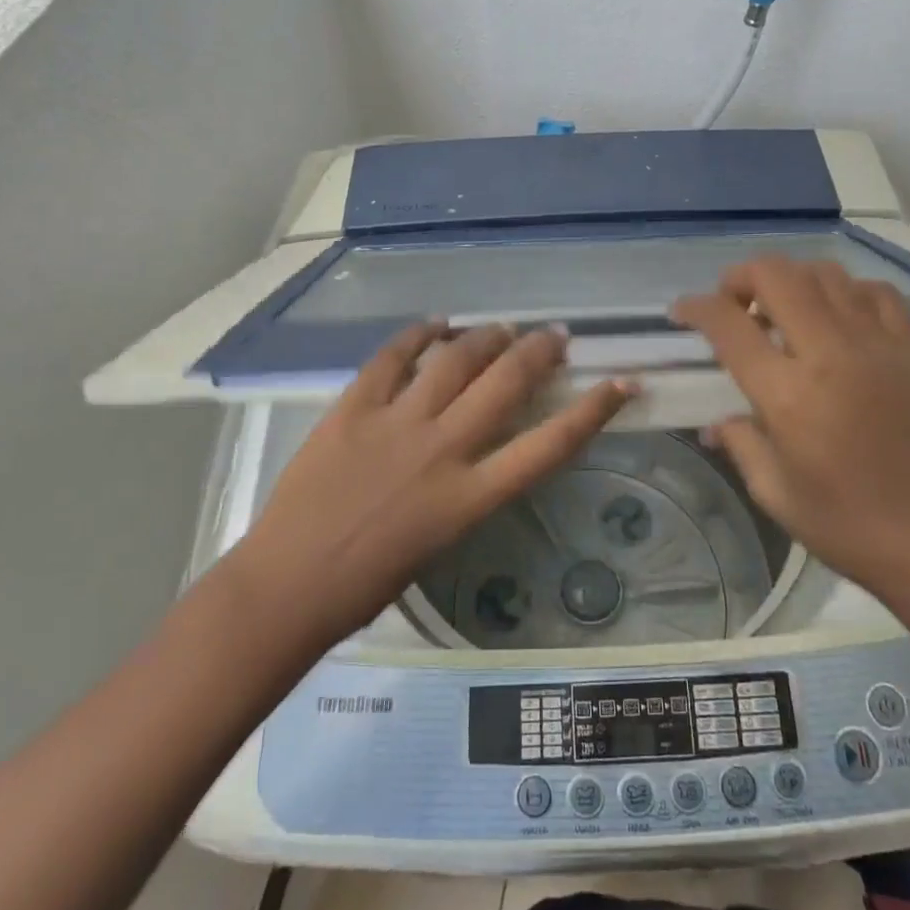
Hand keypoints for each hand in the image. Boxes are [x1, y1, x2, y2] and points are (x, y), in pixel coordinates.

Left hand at [233, 324, 635, 647]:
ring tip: (502, 327)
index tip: (621, 381)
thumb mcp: (442, 538)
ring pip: (455, 360)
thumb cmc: (369, 583)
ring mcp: (396, 424)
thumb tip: (483, 440)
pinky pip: (392, 358)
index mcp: (470, 497)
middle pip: (506, 384)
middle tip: (554, 336)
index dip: (593, 410)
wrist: (288, 586)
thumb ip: (469, 486)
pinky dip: (418, 335)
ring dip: (485, 336)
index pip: (549, 445)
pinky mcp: (353, 408)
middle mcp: (443, 451)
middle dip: (539, 352)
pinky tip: (437, 323)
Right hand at [671, 257, 909, 590]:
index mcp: (787, 394)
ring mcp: (878, 345)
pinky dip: (846, 291)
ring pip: (826, 273)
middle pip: (777, 276)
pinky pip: (875, 293)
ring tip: (782, 309)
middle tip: (732, 303)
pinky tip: (838, 316)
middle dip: (740, 277)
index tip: (682, 312)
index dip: (696, 308)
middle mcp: (830, 354)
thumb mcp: (772, 490)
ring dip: (791, 280)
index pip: (728, 325)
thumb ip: (738, 441)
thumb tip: (716, 420)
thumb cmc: (845, 523)